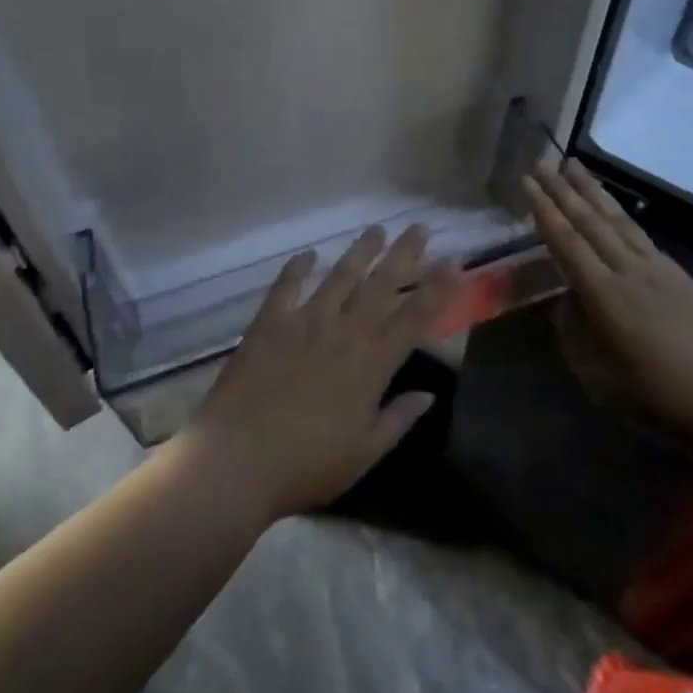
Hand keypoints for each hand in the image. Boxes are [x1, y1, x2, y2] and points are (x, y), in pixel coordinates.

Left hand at [183, 225, 461, 523]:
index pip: (415, 317)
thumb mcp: (364, 453)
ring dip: (360, 252)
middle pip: (381, 286)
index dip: (439, 287)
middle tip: (419, 227)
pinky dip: (297, 268)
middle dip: (404, 254)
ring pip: (339, 277)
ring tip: (375, 229)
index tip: (455, 260)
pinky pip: (286, 286)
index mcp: (371, 365)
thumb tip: (429, 395)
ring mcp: (304, 323)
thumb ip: (398, 419)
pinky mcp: (269, 323)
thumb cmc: (307, 465)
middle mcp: (343, 333)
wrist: (237, 460)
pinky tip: (308, 254)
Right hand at [524, 162, 692, 444]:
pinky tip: (613, 210)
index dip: (544, 211)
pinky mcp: (679, 275)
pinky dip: (620, 215)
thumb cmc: (657, 398)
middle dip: (563, 190)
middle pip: (591, 221)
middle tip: (542, 162)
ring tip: (574, 167)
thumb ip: (573, 332)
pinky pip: (640, 235)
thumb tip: (566, 301)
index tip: (527, 182)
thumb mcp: (597, 377)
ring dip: (593, 192)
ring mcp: (659, 269)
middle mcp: (630, 271)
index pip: (567, 242)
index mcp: (605, 296)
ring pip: (619, 220)